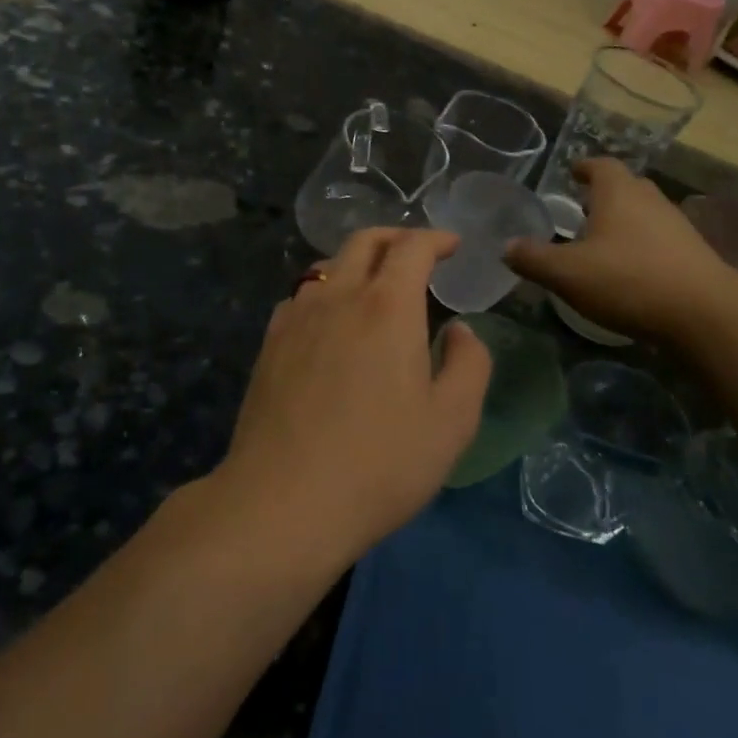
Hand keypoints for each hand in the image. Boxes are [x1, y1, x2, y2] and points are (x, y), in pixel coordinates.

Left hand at [213, 228, 491, 568]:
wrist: (284, 501)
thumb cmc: (380, 463)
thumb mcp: (452, 421)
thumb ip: (468, 364)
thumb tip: (459, 329)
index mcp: (387, 306)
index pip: (412, 247)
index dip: (436, 238)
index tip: (453, 245)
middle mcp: (339, 297)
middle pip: (363, 242)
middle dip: (395, 236)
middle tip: (417, 253)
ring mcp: (296, 318)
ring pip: (328, 266)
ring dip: (357, 263)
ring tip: (374, 286)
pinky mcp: (269, 345)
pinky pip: (301, 297)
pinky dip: (325, 292)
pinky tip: (329, 322)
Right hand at [505, 160, 737, 340]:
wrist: (704, 314)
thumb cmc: (628, 280)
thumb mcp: (567, 273)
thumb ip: (533, 258)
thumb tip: (506, 247)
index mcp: (618, 193)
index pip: (601, 165)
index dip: (585, 167)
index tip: (573, 172)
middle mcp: (650, 200)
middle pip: (626, 186)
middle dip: (604, 195)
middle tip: (582, 208)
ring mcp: (676, 226)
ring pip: (645, 213)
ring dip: (625, 221)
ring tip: (602, 242)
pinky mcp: (693, 254)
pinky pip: (660, 240)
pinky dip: (642, 246)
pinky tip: (630, 271)